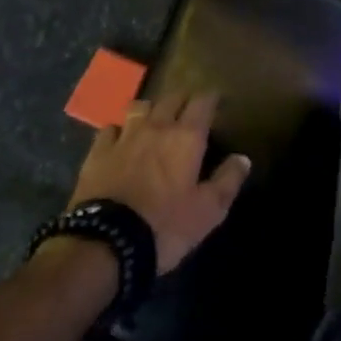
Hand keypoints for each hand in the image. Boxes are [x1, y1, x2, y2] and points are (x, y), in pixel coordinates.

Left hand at [68, 92, 251, 272]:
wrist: (107, 242)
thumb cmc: (166, 225)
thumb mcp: (209, 210)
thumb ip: (228, 180)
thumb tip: (243, 158)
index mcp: (187, 137)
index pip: (203, 102)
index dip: (212, 98)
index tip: (218, 101)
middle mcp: (157, 127)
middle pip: (172, 98)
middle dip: (183, 99)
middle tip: (190, 110)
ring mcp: (124, 137)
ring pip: (140, 106)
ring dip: (151, 109)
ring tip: (155, 120)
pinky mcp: (97, 152)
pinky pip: (110, 129)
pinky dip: (120, 130)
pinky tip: (121, 140)